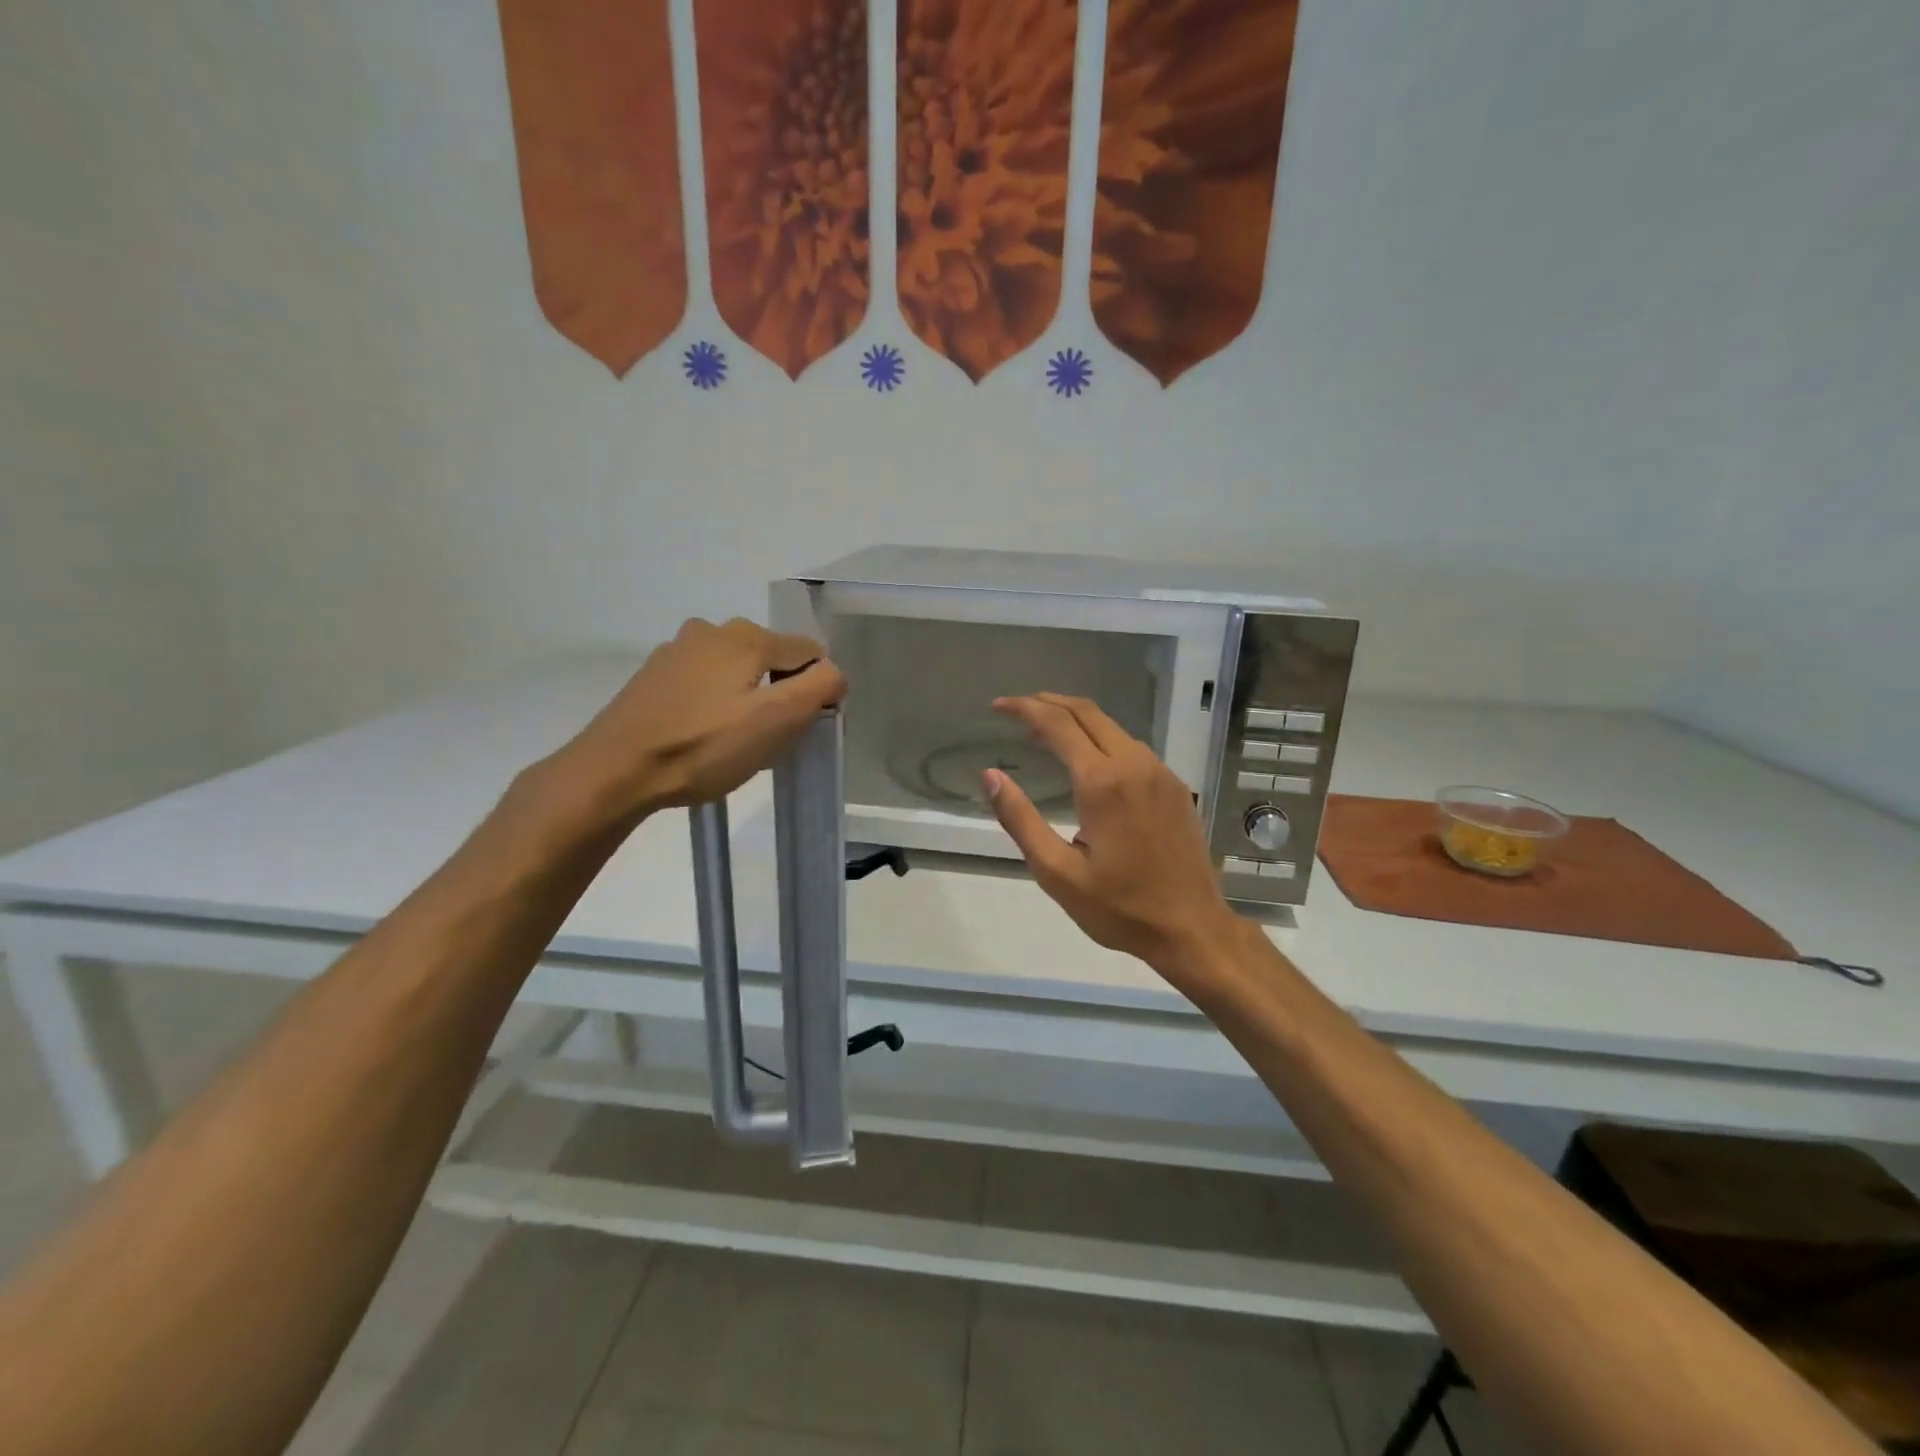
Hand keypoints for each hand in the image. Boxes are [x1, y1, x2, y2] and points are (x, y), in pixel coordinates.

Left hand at [554, 618, 846, 822]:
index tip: (799, 729)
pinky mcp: (655, 674)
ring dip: (747, 698)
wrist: (615, 771)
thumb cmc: (704, 747)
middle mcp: (713, 630)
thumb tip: (833, 672)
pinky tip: (700, 734)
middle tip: (765, 739)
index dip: (816, 691)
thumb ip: (818, 688)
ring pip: (737, 670)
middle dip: (780, 693)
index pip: (810, 652)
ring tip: (731, 740)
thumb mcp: (776, 721)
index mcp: (747, 636)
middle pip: (772, 658)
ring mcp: (678, 649)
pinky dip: (714, 702)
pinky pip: (705, 681)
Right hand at [984, 693, 1240, 976]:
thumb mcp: (1058, 873)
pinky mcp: (1174, 787)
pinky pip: (1131, 746)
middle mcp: (1134, 765)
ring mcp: (1159, 773)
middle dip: (1049, 703)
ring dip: (1076, 720)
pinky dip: (1100, 738)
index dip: (1025, 709)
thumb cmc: (1120, 908)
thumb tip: (991, 776)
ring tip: (1044, 732)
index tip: (998, 706)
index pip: (1058, 725)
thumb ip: (1021, 820)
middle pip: (1087, 713)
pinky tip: (1088, 759)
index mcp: (1102, 783)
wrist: (1193, 929)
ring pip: (1112, 726)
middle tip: (1017, 709)